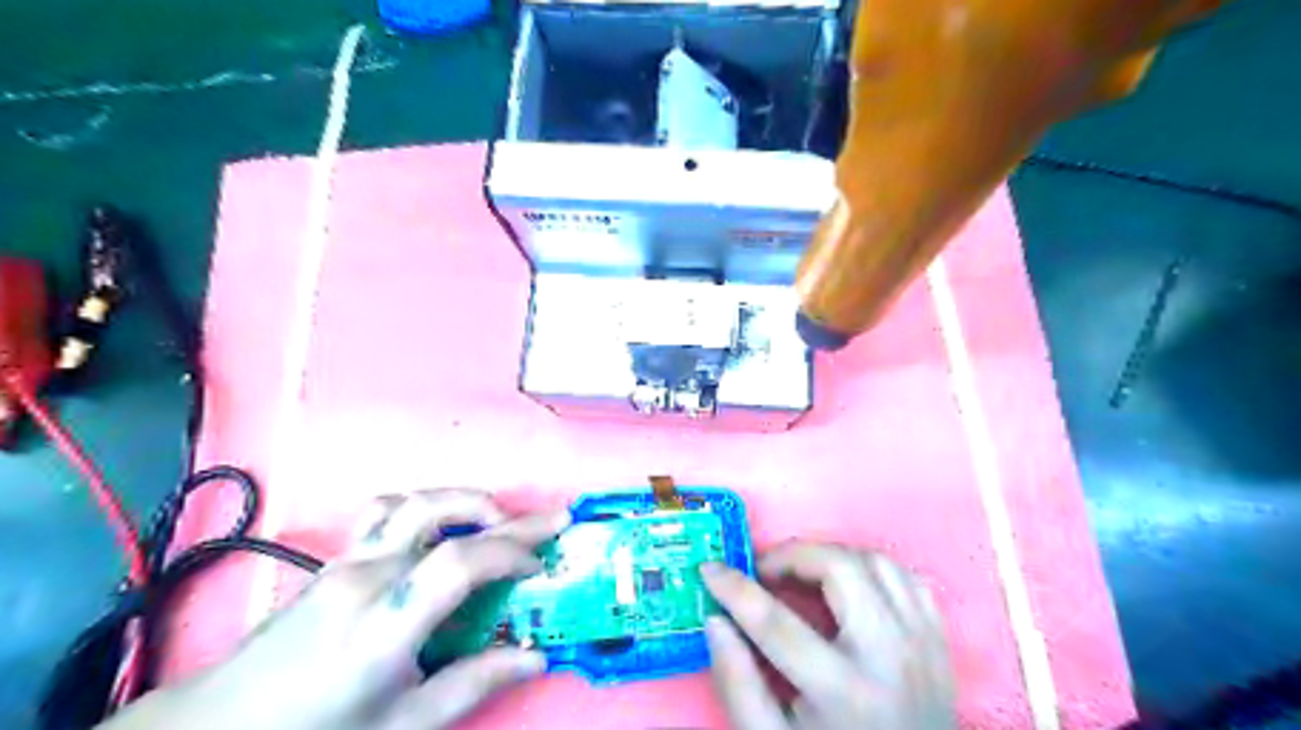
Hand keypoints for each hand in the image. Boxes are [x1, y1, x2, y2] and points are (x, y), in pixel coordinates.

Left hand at [100, 489, 569, 729]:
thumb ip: (474, 683)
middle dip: (506, 513)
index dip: (510, 553)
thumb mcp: (404, 723)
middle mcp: (367, 576)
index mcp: (384, 623)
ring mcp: (347, 560)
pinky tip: (437, 530)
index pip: (459, 562)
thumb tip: (536, 657)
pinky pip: (385, 512)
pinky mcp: (336, 558)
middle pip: (442, 514)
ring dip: (465, 502)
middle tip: (549, 520)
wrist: (220, 727)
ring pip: (414, 502)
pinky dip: (424, 508)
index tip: (541, 565)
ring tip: (496, 521)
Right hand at [703, 540, 953, 729]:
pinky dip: (869, 567)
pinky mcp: (937, 638)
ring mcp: (922, 643)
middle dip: (791, 556)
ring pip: (875, 561)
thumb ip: (737, 684)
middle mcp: (892, 656)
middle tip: (763, 572)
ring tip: (800, 574)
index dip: (735, 589)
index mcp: (845, 693)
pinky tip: (845, 584)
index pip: (777, 622)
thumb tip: (716, 620)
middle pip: (839, 569)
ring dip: (830, 556)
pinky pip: (904, 576)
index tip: (709, 569)